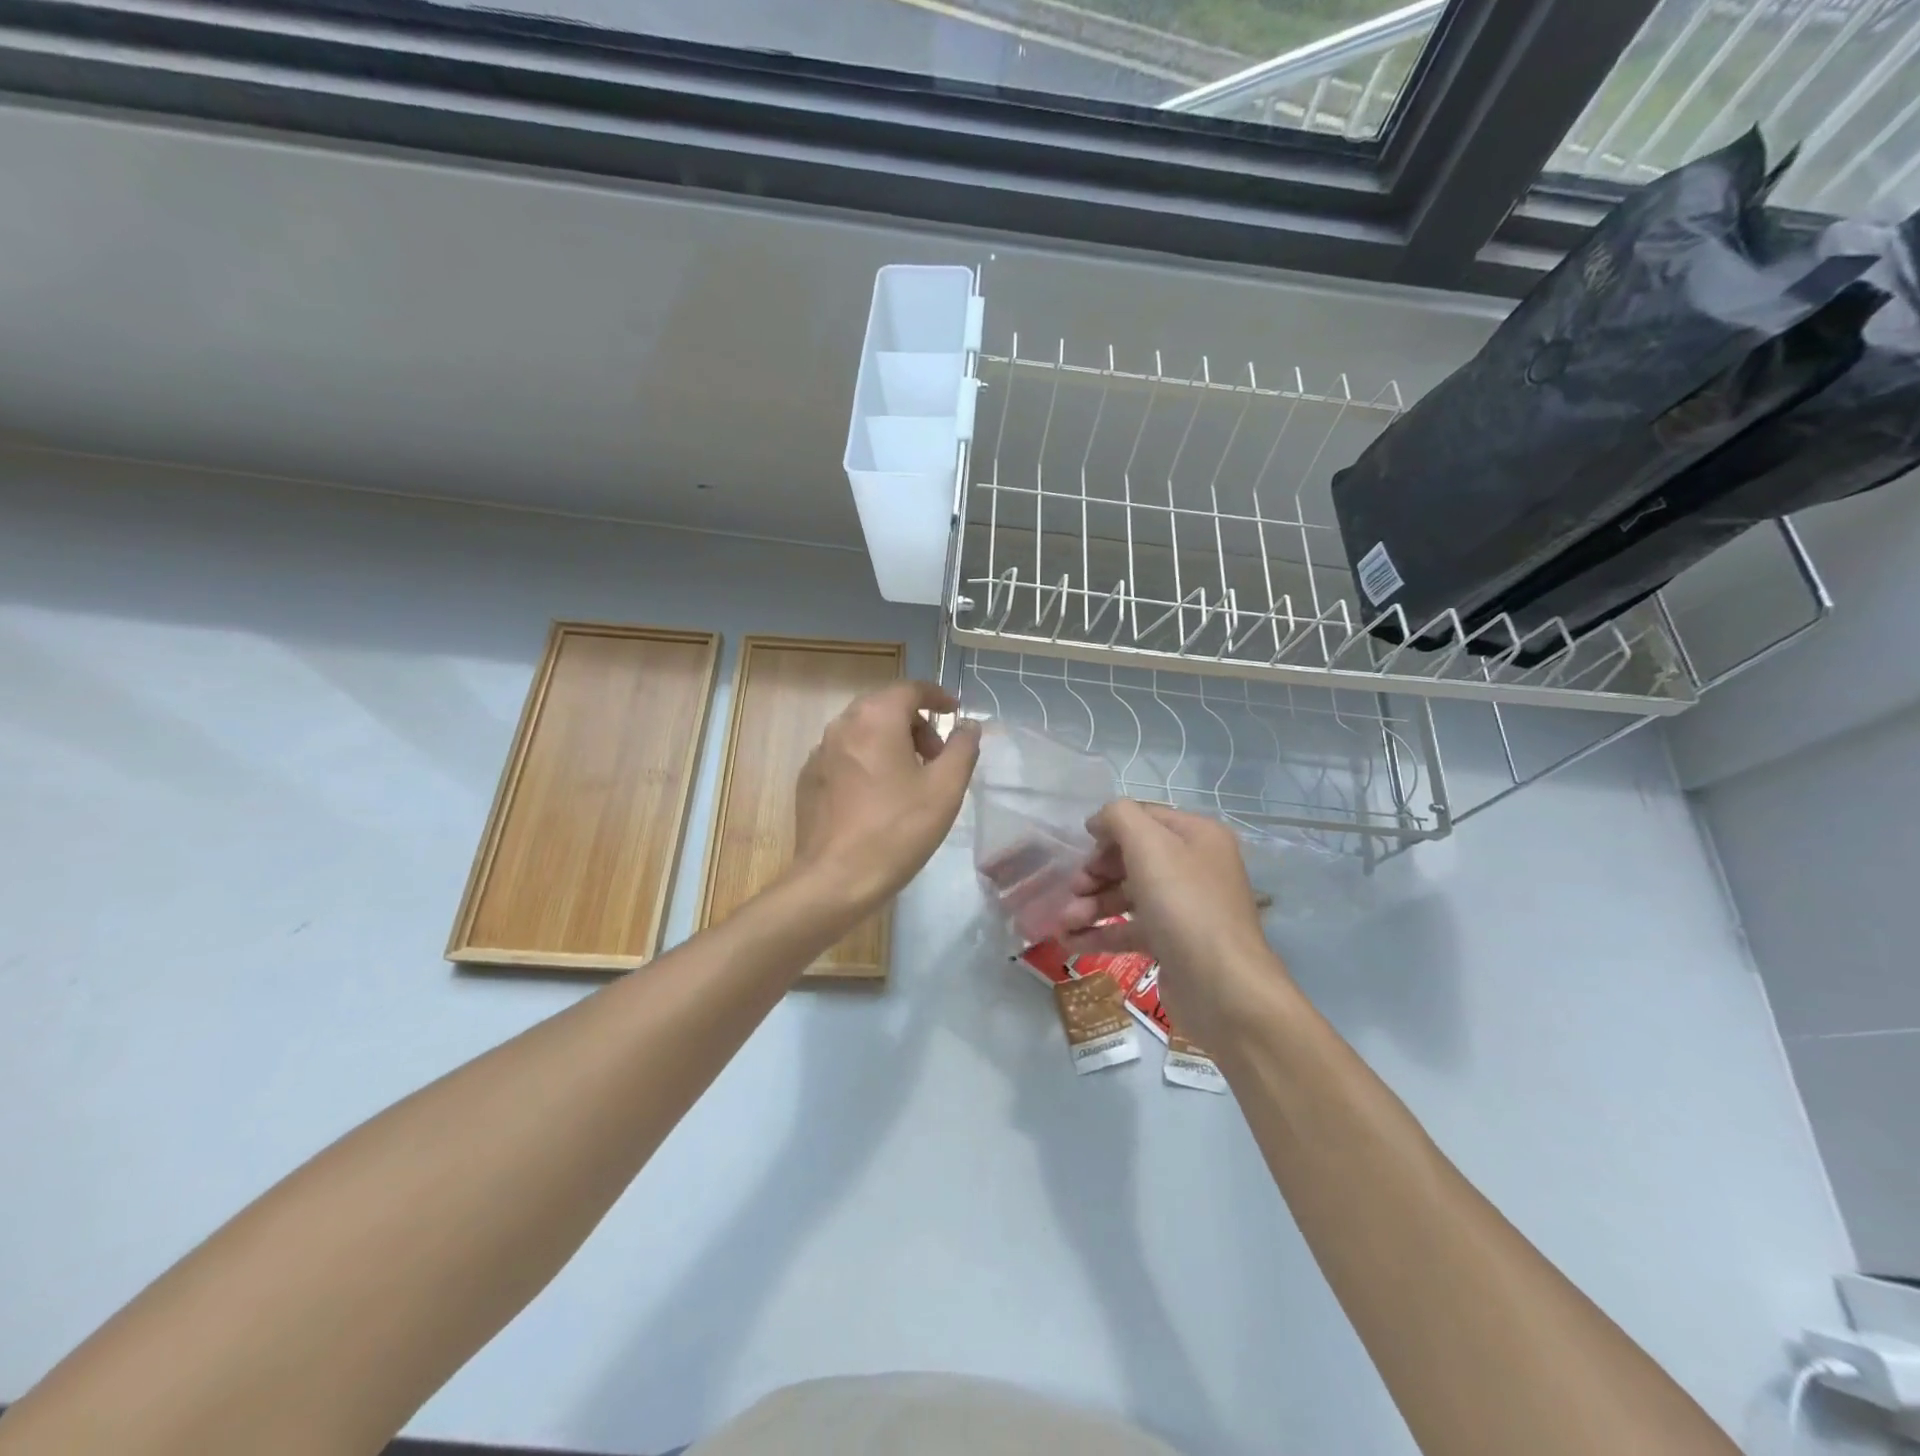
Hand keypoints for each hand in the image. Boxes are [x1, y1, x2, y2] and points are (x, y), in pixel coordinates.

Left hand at [790, 681, 980, 913]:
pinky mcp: (808, 779)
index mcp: (875, 718)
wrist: (836, 878)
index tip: (955, 711)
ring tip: (911, 779)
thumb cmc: (898, 829)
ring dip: (891, 742)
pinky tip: (879, 797)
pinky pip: (845, 756)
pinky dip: (868, 761)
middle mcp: (842, 725)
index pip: (910, 689)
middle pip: (885, 707)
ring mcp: (819, 753)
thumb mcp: (945, 788)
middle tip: (937, 756)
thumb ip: (962, 748)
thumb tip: (968, 725)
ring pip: (863, 732)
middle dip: (915, 723)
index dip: (937, 696)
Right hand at [1058, 801, 1286, 1048]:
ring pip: (1128, 895)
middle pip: (1132, 858)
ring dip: (1092, 904)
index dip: (1109, 829)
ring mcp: (1184, 908)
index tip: (1079, 846)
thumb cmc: (1184, 905)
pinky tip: (1070, 941)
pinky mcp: (1173, 944)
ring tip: (1064, 922)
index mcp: (1197, 836)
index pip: (1144, 818)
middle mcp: (1194, 867)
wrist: (1222, 989)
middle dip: (1096, 872)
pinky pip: (1130, 929)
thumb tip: (1099, 822)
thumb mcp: (1149, 845)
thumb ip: (1119, 817)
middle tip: (1073, 887)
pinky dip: (1100, 932)